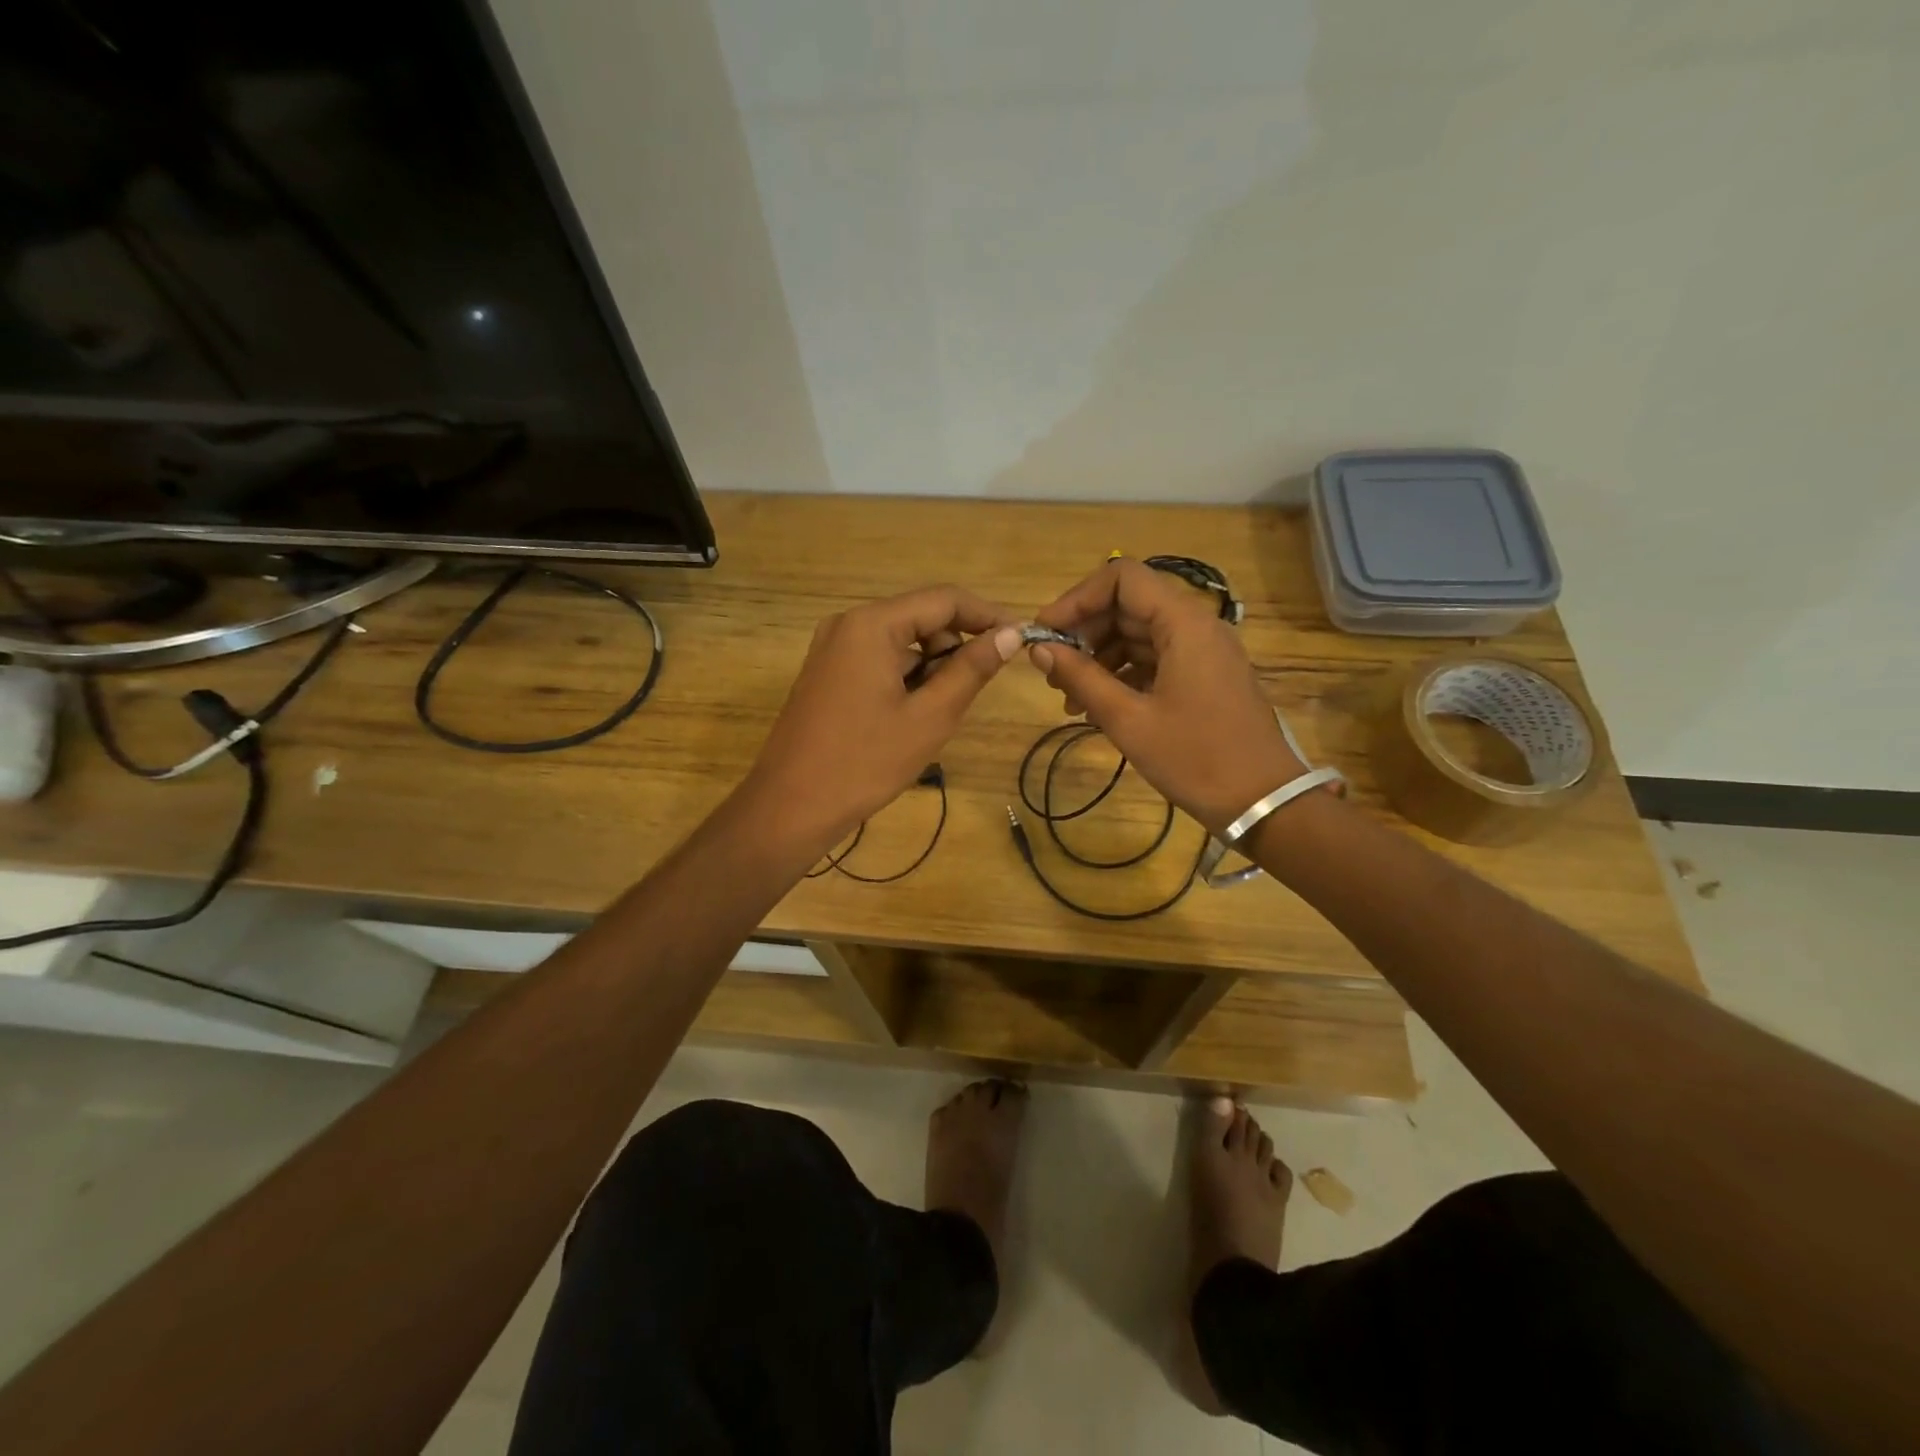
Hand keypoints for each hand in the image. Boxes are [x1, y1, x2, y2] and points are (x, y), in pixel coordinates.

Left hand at [745, 585, 1020, 858]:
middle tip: (977, 688)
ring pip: (900, 641)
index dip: (987, 615)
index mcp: (872, 625)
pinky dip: (905, 677)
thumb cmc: (864, 762)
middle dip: (955, 645)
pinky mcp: (826, 673)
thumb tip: (1009, 635)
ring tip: (940, 712)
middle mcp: (848, 624)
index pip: (944, 600)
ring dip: (931, 666)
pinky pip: (878, 659)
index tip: (1021, 638)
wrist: (790, 806)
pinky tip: (911, 716)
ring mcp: (832, 648)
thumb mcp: (929, 717)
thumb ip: (971, 670)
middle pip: (920, 617)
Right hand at [1029, 559, 1305, 835]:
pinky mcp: (1204, 677)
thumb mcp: (1129, 720)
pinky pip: (1154, 660)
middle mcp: (1195, 625)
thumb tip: (1039, 649)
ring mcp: (1202, 652)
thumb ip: (1081, 678)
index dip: (1077, 598)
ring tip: (1069, 698)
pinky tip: (1096, 708)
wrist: (1264, 802)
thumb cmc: (1195, 758)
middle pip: (1128, 606)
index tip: (1046, 633)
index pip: (1121, 578)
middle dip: (1084, 633)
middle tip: (1051, 671)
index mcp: (1183, 623)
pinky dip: (1122, 675)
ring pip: (1138, 634)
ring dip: (1099, 658)